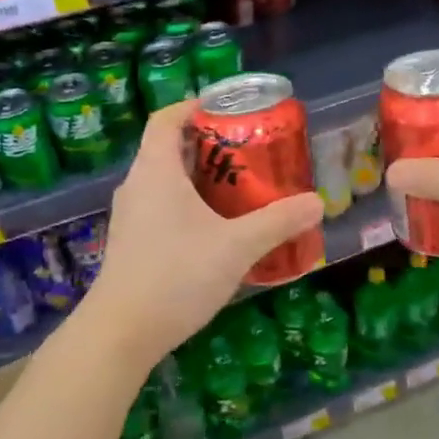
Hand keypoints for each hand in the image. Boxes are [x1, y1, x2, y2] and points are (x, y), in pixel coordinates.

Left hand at [83, 100, 324, 364]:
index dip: (194, 106)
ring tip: (240, 188)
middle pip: (169, 148)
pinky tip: (217, 230)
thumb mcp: (237, 247)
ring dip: (200, 178)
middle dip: (209, 145)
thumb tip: (317, 203)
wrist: (122, 332)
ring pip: (166, 181)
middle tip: (249, 152)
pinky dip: (189, 205)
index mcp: (156, 171)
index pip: (167, 119)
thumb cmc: (177, 275)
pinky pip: (162, 208)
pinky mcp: (132, 244)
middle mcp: (137, 186)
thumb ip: (278, 222)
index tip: (227, 108)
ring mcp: (130, 217)